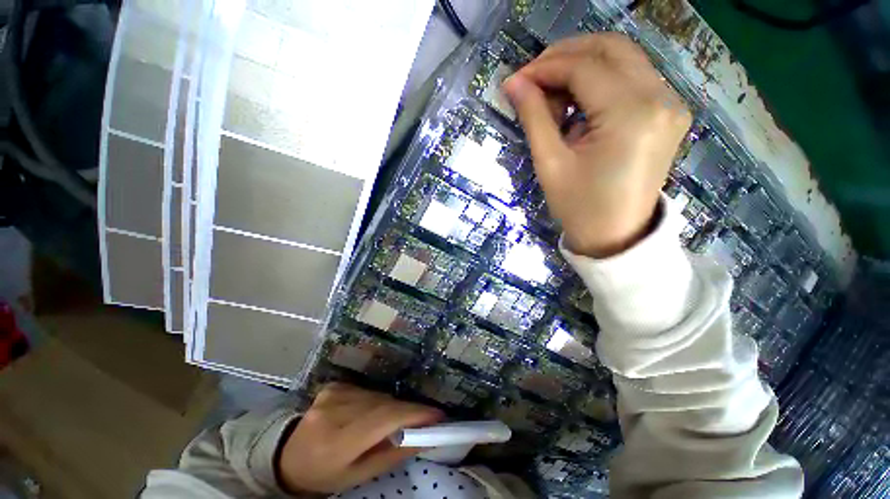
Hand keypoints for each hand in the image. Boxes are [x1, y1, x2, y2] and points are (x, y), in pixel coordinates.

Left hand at [277, 383, 442, 493]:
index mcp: (337, 440)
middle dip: (408, 411)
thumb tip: (424, 436)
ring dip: (392, 407)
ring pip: (378, 396)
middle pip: (384, 404)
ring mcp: (333, 393)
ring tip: (395, 421)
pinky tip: (370, 414)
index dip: (414, 414)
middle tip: (425, 421)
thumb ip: (391, 455)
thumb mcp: (357, 476)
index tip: (438, 415)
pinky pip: (367, 391)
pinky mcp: (334, 385)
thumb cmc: (323, 474)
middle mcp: (335, 410)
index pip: (384, 419)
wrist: (286, 456)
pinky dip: (377, 401)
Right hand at [503, 33, 691, 257]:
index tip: (517, 80)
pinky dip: (600, 81)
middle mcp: (661, 98)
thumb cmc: (579, 207)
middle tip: (533, 80)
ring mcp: (670, 103)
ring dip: (581, 67)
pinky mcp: (668, 112)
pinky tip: (578, 105)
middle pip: (610, 48)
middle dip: (565, 56)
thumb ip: (534, 117)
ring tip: (553, 99)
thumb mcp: (550, 164)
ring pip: (622, 58)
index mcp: (631, 114)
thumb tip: (513, 83)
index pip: (584, 67)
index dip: (545, 67)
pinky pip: (631, 78)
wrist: (615, 237)